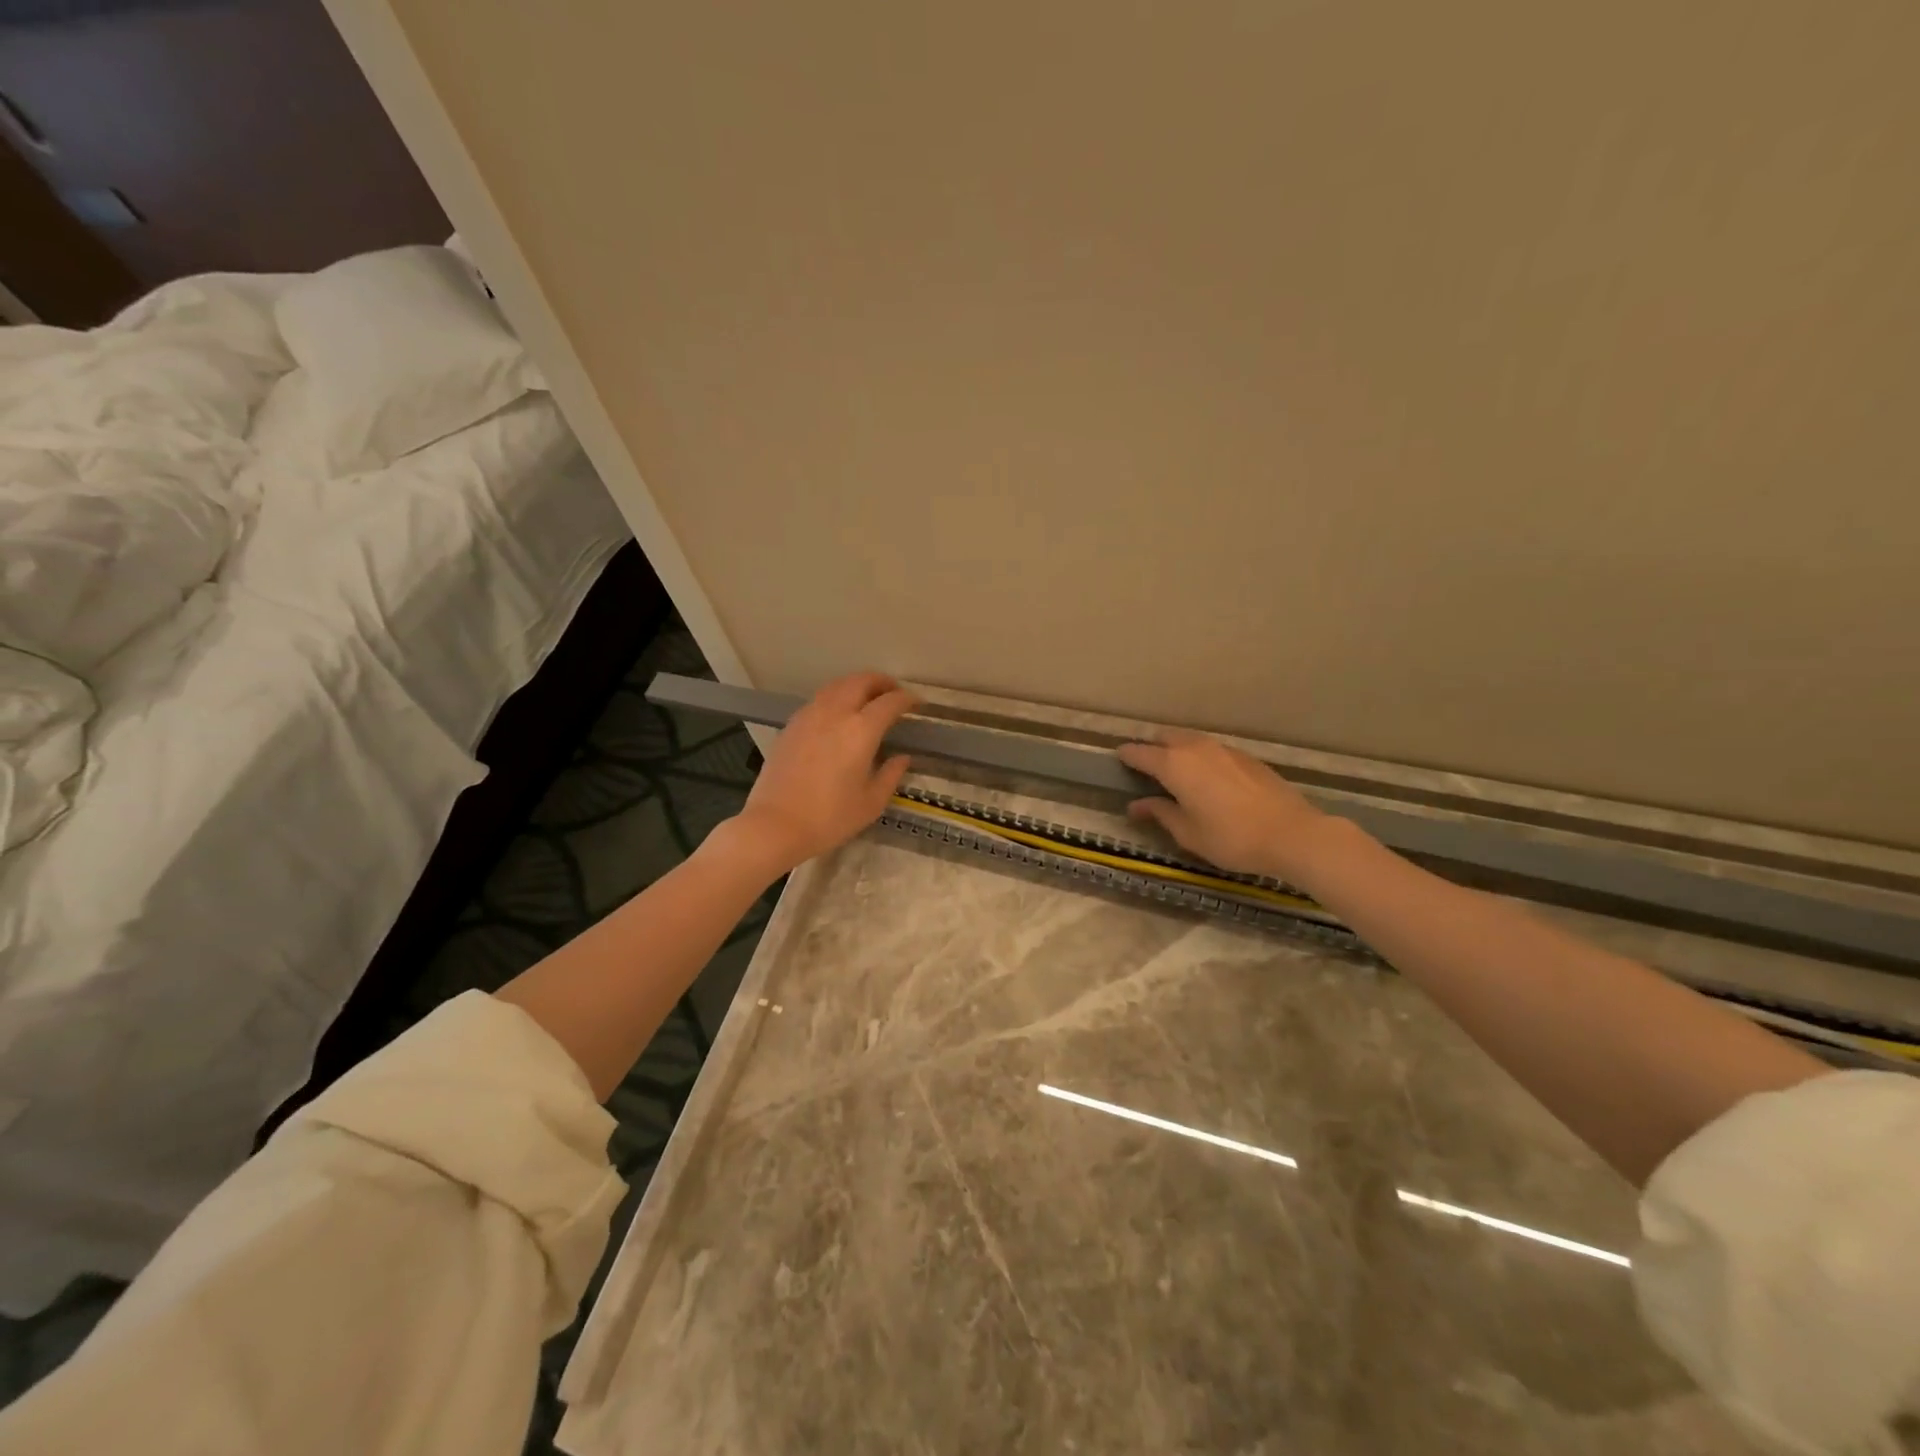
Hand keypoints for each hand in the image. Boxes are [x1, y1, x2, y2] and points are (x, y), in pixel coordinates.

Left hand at [725, 671, 916, 874]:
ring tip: (867, 698)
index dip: (907, 699)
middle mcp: (835, 713)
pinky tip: (837, 715)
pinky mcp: (791, 725)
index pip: (890, 702)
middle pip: (861, 681)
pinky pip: (819, 700)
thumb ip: (890, 775)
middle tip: (893, 692)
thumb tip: (902, 758)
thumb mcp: (871, 803)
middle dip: (881, 682)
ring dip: (856, 685)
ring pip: (837, 685)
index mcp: (861, 730)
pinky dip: (835, 697)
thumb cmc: (829, 818)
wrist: (775, 825)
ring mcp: (809, 716)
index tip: (917, 704)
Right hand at [1116, 730, 1331, 881]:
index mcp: (1174, 765)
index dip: (1126, 756)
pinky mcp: (1245, 757)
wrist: (1292, 834)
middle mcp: (1195, 748)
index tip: (1117, 760)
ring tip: (1173, 770)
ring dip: (1176, 749)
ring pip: (1189, 740)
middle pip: (1164, 738)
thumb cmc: (1231, 838)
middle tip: (1144, 766)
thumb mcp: (1188, 833)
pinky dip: (1199, 756)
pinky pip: (1211, 749)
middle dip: (1151, 747)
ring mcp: (1223, 749)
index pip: (1140, 753)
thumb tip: (1137, 805)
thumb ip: (1160, 813)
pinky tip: (1205, 777)